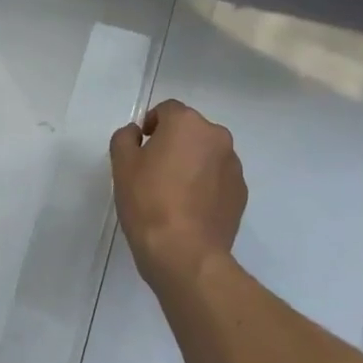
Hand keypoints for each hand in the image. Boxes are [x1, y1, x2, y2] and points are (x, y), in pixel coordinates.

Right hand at [110, 100, 246, 290]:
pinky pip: (219, 179)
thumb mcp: (122, 165)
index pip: (168, 110)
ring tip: (173, 192)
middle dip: (174, 143)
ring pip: (207, 154)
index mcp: (187, 123)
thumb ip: (125, 138)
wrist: (185, 252)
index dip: (151, 124)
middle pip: (191, 131)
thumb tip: (137, 133)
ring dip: (192, 163)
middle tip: (154, 170)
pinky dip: (206, 185)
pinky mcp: (241, 193)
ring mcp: (233, 166)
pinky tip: (190, 209)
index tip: (140, 147)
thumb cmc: (148, 202)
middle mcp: (217, 137)